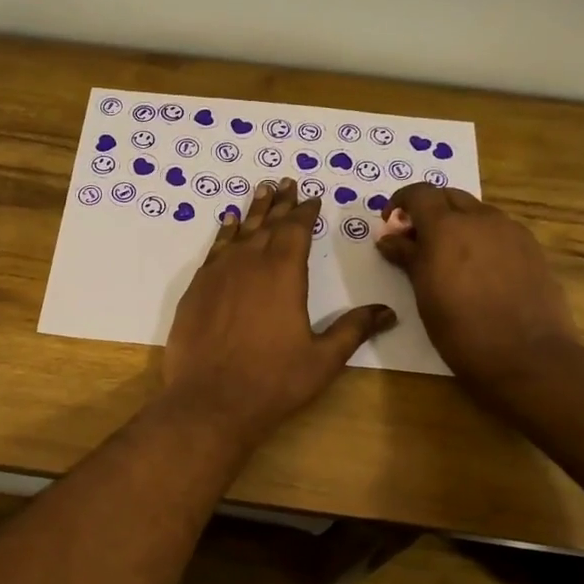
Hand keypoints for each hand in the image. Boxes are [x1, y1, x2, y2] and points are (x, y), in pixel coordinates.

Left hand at [161, 178, 395, 444]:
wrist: (210, 401)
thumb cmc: (273, 382)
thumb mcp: (323, 359)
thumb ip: (353, 330)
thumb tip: (388, 312)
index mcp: (283, 273)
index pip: (296, 230)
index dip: (305, 211)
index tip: (312, 197)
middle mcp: (249, 263)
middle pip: (267, 224)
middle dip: (280, 203)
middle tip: (286, 182)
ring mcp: (218, 274)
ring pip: (239, 231)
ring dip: (252, 210)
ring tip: (260, 190)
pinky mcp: (196, 289)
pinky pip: (214, 250)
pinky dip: (224, 233)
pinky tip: (228, 224)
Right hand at [376, 183, 576, 392]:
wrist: (528, 357)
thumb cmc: (461, 329)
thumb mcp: (423, 294)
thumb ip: (406, 257)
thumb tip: (389, 238)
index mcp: (447, 227)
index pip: (420, 193)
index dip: (401, 202)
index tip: (392, 224)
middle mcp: (481, 219)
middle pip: (449, 197)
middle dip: (429, 211)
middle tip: (416, 241)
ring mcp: (512, 232)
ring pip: (477, 212)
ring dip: (457, 224)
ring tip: (448, 258)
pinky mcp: (532, 249)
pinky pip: (499, 231)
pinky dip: (481, 238)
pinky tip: (479, 271)